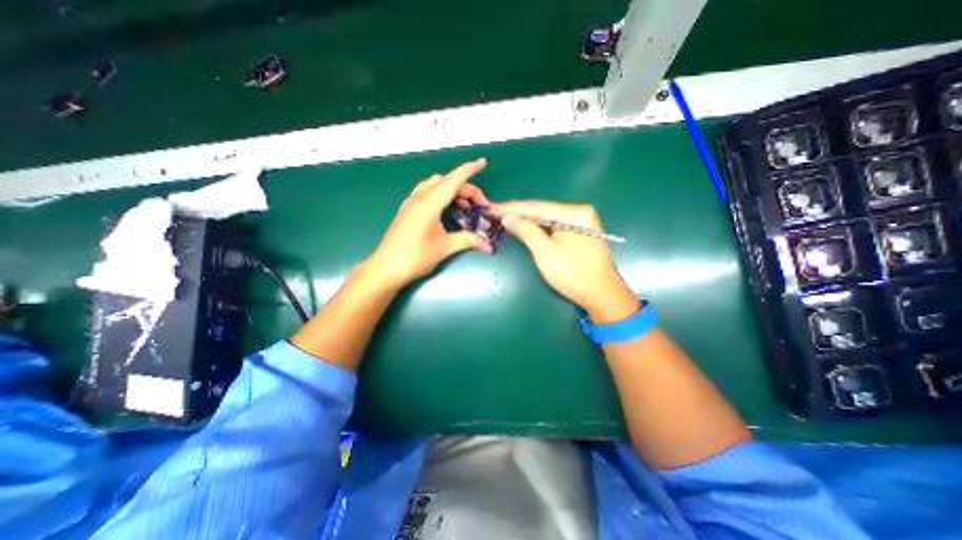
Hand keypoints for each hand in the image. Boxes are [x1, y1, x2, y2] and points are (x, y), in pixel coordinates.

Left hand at [364, 157, 490, 287]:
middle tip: (479, 205)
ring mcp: (411, 203)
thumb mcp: (445, 248)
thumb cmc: (415, 257)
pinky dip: (440, 194)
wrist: (386, 268)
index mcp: (430, 204)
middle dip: (466, 188)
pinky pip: (426, 192)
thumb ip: (468, 241)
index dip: (470, 170)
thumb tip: (488, 245)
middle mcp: (420, 198)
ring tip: (464, 205)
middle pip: (446, 182)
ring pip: (434, 185)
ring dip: (452, 189)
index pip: (454, 180)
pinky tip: (445, 208)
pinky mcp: (407, 210)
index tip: (483, 163)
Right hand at [490, 201, 635, 320]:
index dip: (512, 208)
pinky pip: (553, 224)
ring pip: (547, 217)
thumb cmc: (574, 275)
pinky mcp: (579, 230)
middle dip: (517, 211)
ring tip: (503, 215)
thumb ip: (527, 232)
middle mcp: (579, 212)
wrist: (602, 294)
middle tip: (494, 211)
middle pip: (542, 209)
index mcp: (574, 214)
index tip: (492, 208)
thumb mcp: (547, 254)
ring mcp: (580, 221)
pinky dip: (537, 226)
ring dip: (526, 218)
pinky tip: (524, 224)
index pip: (537, 207)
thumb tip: (508, 218)